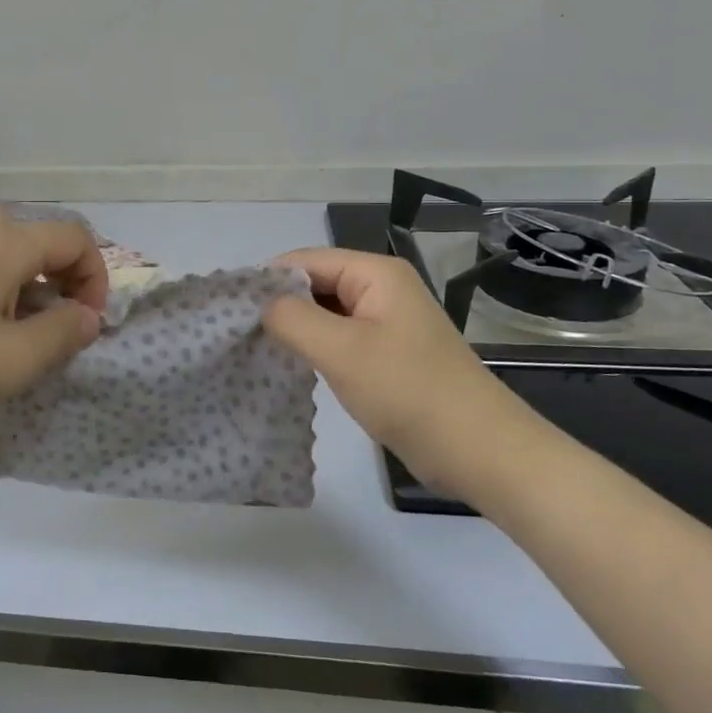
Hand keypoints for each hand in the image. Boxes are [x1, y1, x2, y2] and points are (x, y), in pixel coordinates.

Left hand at [0, 204, 107, 440]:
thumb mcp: (15, 360)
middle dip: (60, 281)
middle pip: (38, 240)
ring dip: (25, 285)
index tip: (87, 324)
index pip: (74, 239)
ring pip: (3, 250)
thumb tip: (87, 317)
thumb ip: (64, 334)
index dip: (95, 278)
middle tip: (53, 327)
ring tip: (12, 331)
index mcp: (4, 241)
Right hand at [263, 248, 539, 487]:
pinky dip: (317, 348)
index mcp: (376, 274)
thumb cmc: (408, 391)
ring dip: (297, 329)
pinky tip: (294, 367)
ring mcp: (387, 323)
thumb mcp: (341, 351)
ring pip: (326, 314)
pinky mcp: (389, 354)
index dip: (267, 280)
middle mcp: (382, 289)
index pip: (305, 260)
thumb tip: (261, 304)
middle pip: (316, 284)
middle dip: (280, 305)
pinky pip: (341, 338)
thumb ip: (292, 318)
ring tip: (258, 350)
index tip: (231, 310)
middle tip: (240, 334)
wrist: (480, 451)